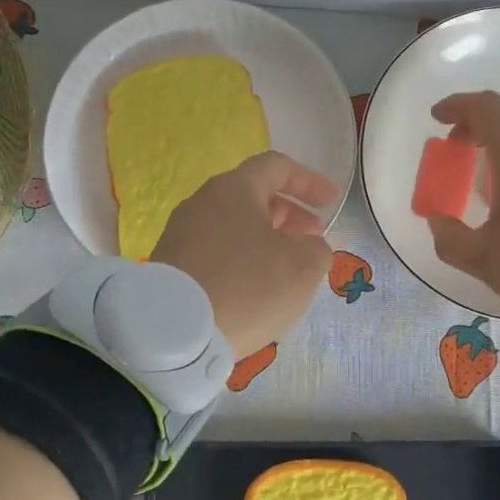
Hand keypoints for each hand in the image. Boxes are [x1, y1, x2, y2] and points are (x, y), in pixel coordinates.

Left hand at [151, 151, 336, 357]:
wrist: (174, 333)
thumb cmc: (247, 288)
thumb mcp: (303, 268)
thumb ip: (318, 249)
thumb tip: (308, 247)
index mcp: (234, 189)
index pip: (276, 167)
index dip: (309, 182)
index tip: (330, 203)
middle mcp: (202, 203)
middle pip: (253, 196)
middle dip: (289, 214)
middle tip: (311, 240)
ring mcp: (180, 234)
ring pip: (233, 226)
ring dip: (266, 239)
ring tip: (286, 268)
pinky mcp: (170, 265)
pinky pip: (216, 252)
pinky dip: (242, 259)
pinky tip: (254, 288)